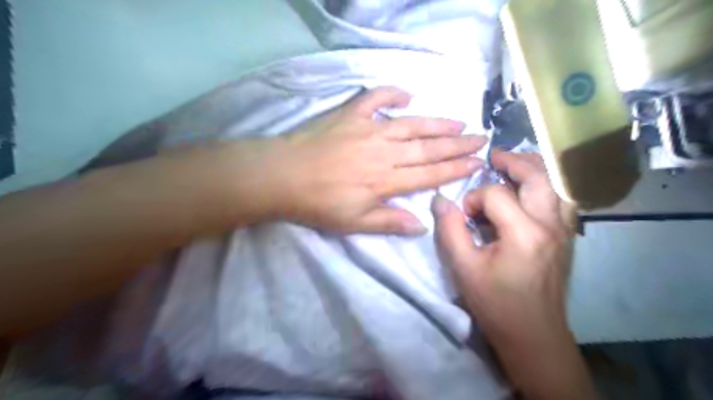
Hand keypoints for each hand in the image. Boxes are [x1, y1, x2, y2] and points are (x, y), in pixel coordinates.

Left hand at [272, 86, 484, 234]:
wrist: (283, 176)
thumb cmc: (319, 204)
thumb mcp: (354, 223)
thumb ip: (390, 223)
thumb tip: (423, 224)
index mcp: (386, 180)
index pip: (429, 174)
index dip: (455, 169)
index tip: (476, 162)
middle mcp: (384, 152)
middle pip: (427, 148)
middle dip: (457, 144)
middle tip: (481, 137)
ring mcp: (368, 129)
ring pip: (411, 124)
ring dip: (437, 123)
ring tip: (459, 122)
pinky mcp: (351, 115)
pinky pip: (376, 98)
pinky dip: (392, 93)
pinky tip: (408, 95)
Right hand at [428, 149, 572, 343]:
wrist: (533, 335)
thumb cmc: (495, 303)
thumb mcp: (463, 267)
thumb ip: (449, 229)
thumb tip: (439, 199)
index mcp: (524, 232)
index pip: (495, 195)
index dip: (473, 199)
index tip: (463, 216)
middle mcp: (550, 225)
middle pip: (538, 176)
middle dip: (514, 161)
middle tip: (494, 156)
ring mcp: (563, 231)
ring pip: (556, 185)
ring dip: (534, 170)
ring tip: (513, 165)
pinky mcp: (566, 239)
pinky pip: (561, 201)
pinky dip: (545, 187)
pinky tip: (529, 192)